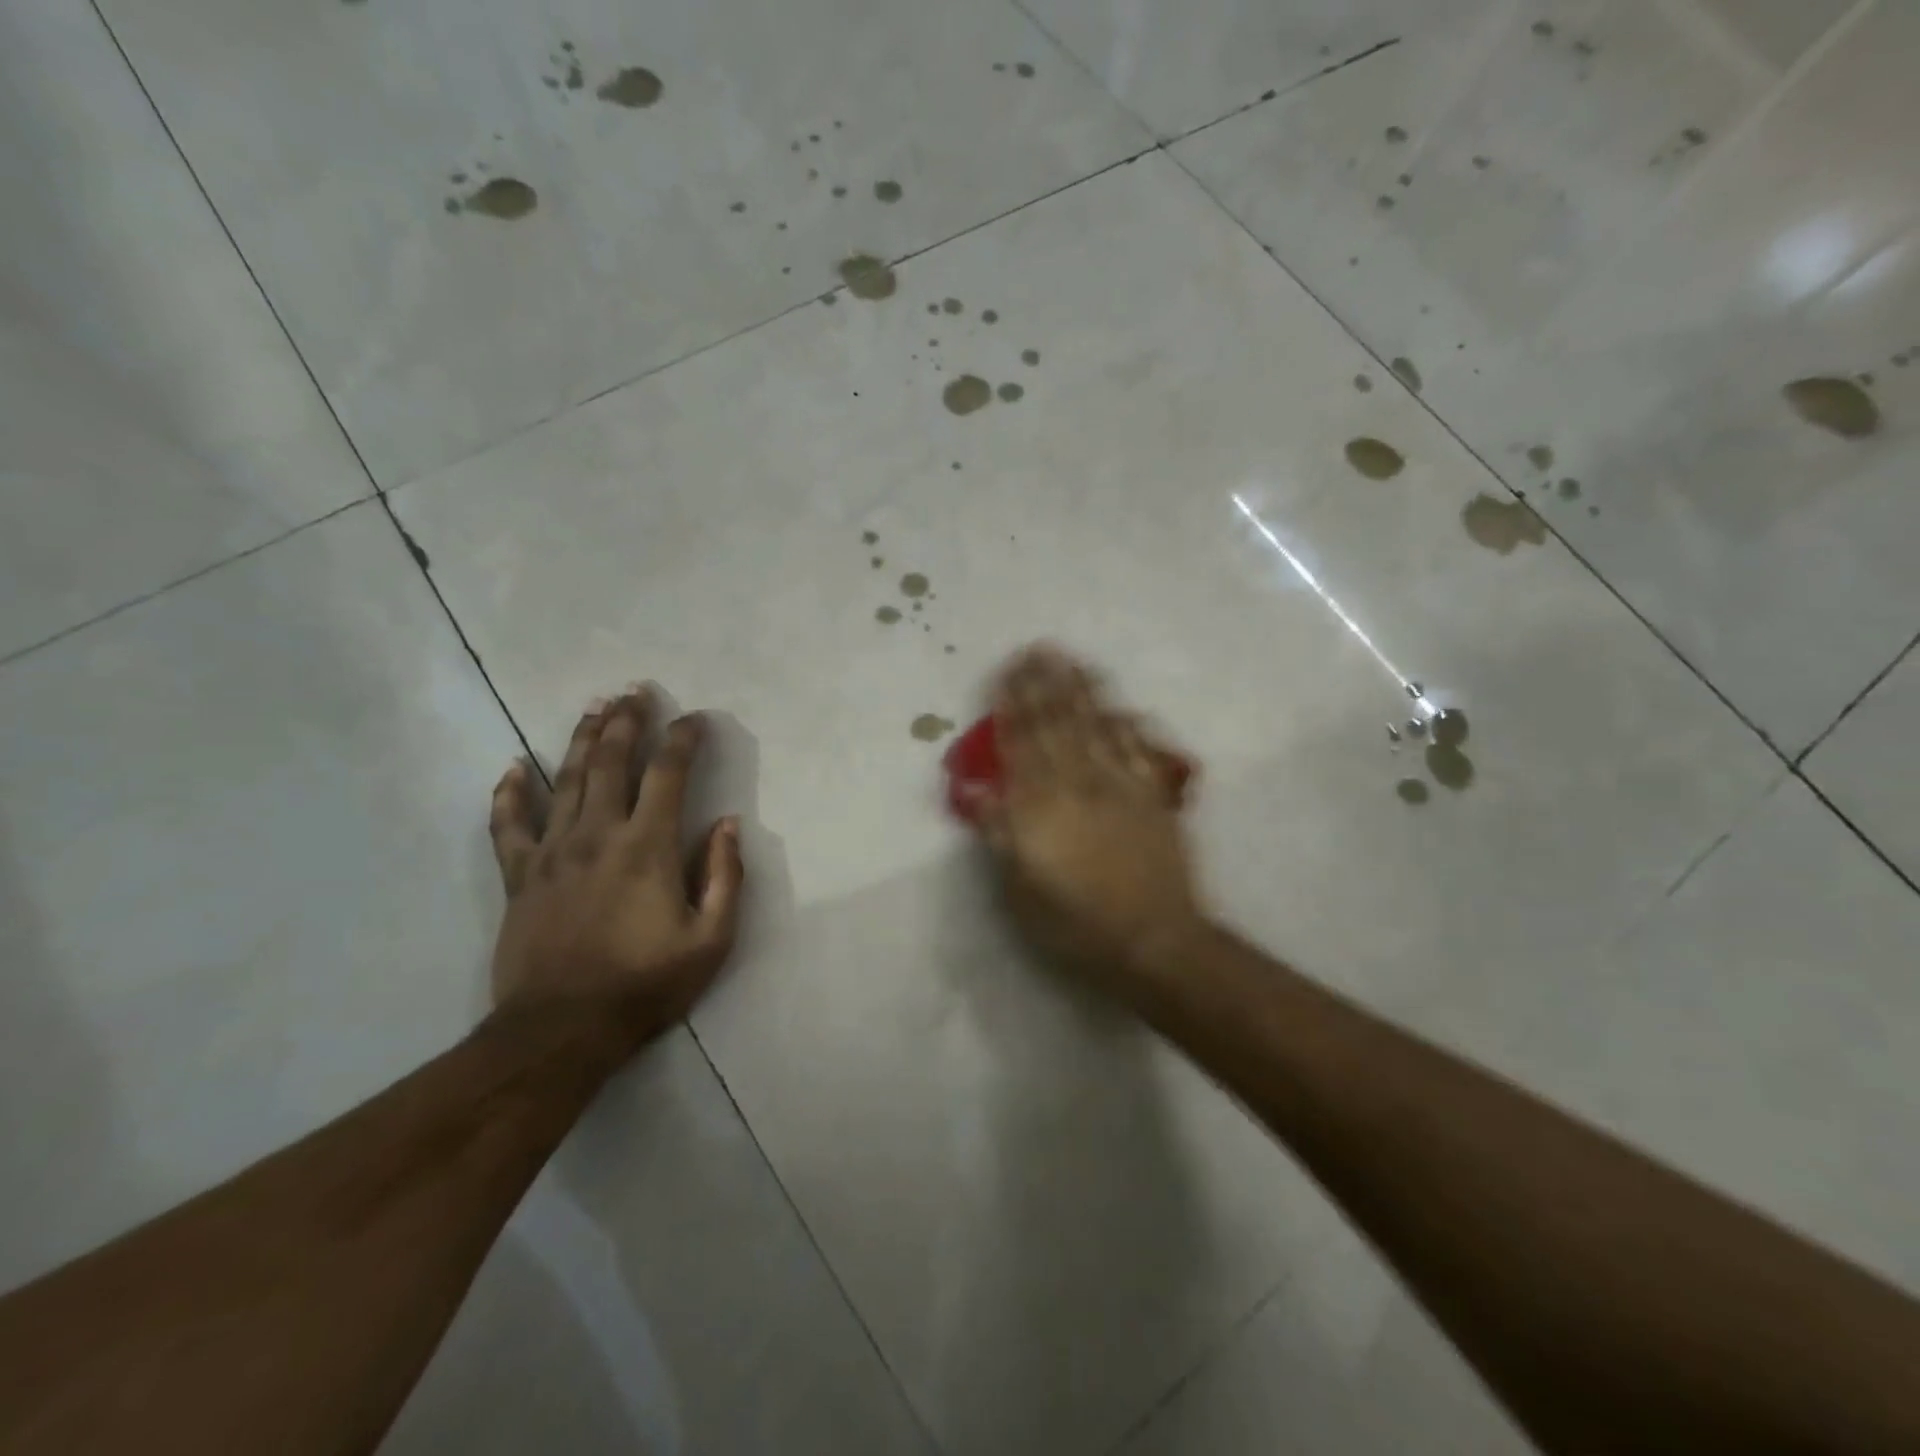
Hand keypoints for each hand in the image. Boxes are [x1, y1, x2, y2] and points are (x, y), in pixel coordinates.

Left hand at [487, 688, 743, 1051]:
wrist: (561, 1030)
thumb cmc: (646, 984)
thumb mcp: (711, 939)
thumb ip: (725, 876)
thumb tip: (729, 824)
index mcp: (648, 847)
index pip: (669, 775)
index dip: (684, 740)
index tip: (695, 718)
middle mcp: (598, 834)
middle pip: (611, 762)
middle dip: (626, 721)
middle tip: (635, 690)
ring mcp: (552, 852)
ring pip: (564, 780)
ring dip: (580, 739)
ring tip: (593, 707)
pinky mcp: (518, 876)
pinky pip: (508, 825)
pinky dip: (509, 793)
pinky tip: (512, 767)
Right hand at [973, 647, 1204, 992]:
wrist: (1152, 940)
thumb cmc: (1074, 922)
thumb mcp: (1019, 887)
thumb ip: (999, 830)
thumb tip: (974, 788)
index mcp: (1041, 804)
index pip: (1021, 742)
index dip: (1013, 704)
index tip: (1007, 671)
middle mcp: (1079, 783)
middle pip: (1058, 723)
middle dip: (1045, 683)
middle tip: (1037, 649)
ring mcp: (1121, 785)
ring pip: (1097, 725)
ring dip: (1082, 690)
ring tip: (1072, 660)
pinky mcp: (1152, 796)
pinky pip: (1138, 747)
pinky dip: (1127, 722)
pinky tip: (1121, 705)